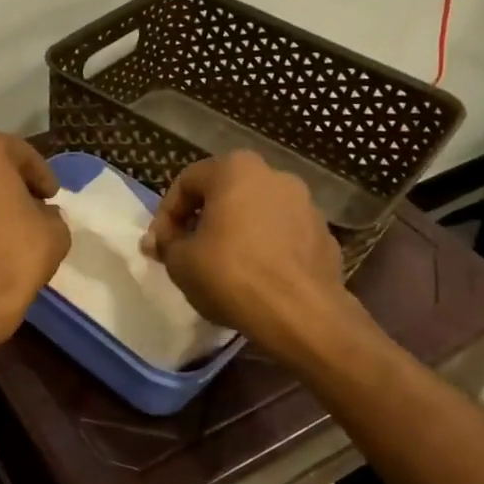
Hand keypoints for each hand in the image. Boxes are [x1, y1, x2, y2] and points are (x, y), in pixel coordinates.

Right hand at [141, 151, 377, 361]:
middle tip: (188, 251)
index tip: (160, 245)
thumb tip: (158, 241)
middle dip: (203, 220)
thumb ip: (166, 244)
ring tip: (223, 266)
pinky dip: (265, 248)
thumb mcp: (180, 261)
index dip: (166, 215)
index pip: (186, 182)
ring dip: (236, 232)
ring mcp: (305, 204)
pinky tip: (256, 277)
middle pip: (225, 193)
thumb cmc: (231, 275)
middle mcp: (274, 175)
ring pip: (256, 213)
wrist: (300, 314)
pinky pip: (283, 235)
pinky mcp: (324, 234)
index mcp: (235, 169)